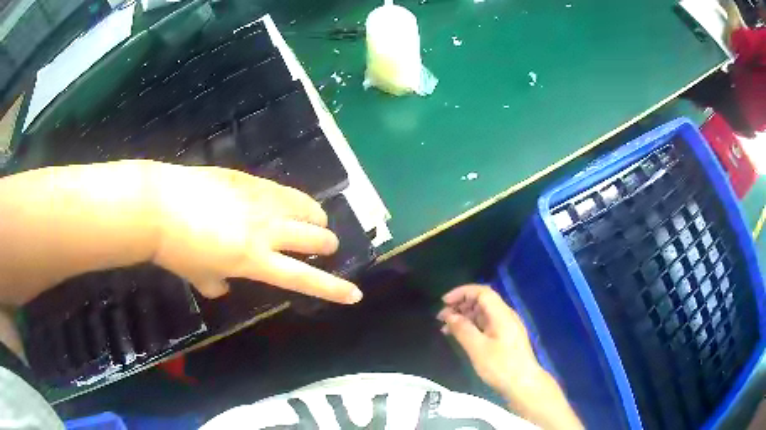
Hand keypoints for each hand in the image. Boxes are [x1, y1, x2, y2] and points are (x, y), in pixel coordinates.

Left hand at [150, 163, 362, 303]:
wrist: (157, 206)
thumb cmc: (175, 250)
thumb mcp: (198, 276)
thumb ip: (217, 284)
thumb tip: (224, 285)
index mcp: (254, 260)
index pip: (304, 278)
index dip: (333, 289)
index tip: (355, 294)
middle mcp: (266, 230)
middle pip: (315, 237)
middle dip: (327, 245)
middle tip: (325, 247)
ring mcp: (259, 200)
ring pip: (305, 207)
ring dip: (316, 217)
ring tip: (315, 220)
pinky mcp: (249, 179)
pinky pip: (283, 190)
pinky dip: (294, 200)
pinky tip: (290, 201)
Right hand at [439, 285, 583, 428]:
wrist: (523, 384)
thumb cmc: (501, 366)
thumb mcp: (477, 348)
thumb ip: (463, 329)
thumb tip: (450, 315)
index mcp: (502, 314)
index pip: (482, 292)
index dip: (462, 293)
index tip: (444, 302)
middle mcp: (506, 316)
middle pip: (482, 301)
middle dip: (461, 305)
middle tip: (441, 317)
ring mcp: (507, 327)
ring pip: (483, 314)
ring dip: (464, 317)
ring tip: (446, 328)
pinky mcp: (505, 338)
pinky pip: (486, 325)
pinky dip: (472, 327)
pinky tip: (460, 336)